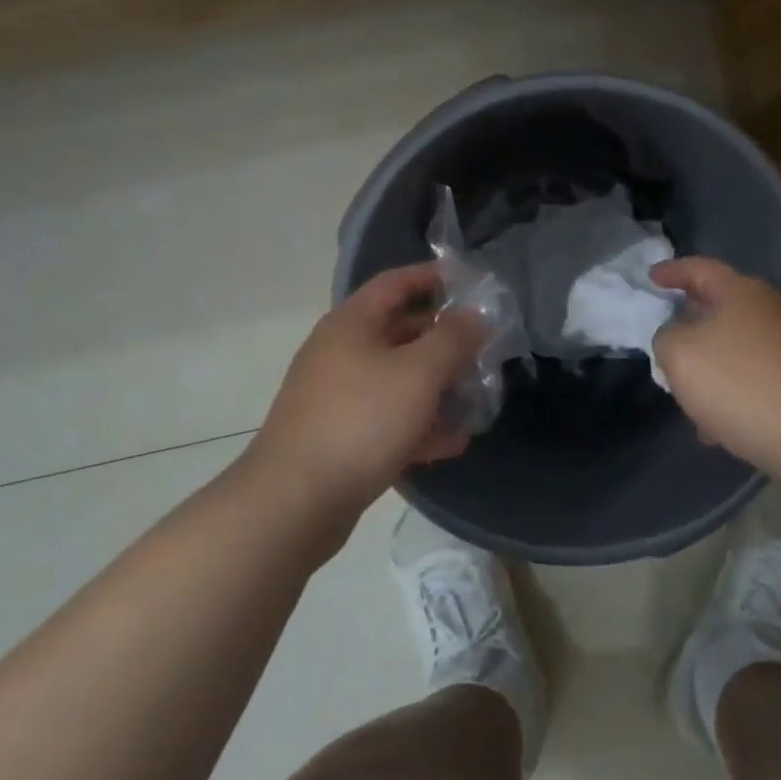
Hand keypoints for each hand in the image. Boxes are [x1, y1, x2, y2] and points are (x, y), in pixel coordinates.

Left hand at [254, 263, 483, 511]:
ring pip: (399, 379)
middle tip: (485, 347)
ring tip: (478, 397)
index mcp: (352, 324)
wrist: (295, 502)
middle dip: (445, 339)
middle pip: (401, 331)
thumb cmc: (361, 420)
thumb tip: (475, 315)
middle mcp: (342, 353)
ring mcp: (339, 396)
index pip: (396, 283)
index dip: (434, 277)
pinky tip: (453, 442)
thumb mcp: (418, 373)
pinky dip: (420, 424)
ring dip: (438, 386)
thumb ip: (454, 338)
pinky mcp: (342, 436)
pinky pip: (389, 418)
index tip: (473, 283)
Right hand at [651, 256, 780, 477]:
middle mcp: (771, 309)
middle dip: (689, 323)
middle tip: (664, 338)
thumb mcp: (680, 355)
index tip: (650, 278)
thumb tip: (677, 335)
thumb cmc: (741, 385)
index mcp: (741, 291)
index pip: (699, 268)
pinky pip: (755, 377)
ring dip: (709, 366)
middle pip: (719, 307)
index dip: (672, 271)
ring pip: (736, 347)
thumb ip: (666, 336)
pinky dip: (732, 393)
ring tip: (686, 395)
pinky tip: (718, 426)